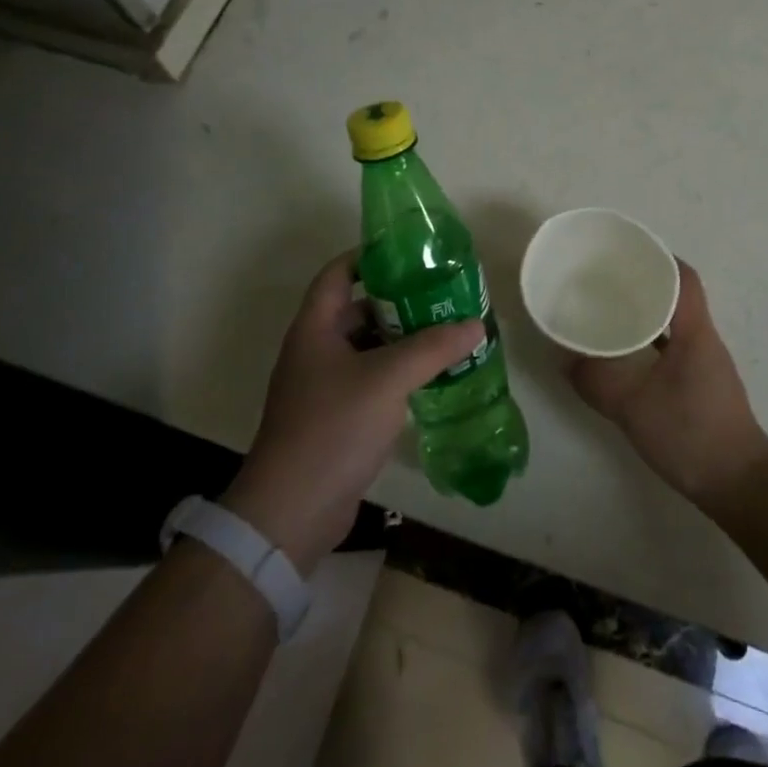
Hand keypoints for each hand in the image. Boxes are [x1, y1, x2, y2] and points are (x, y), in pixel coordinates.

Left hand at [221, 250, 485, 572]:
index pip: (339, 273)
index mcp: (315, 328)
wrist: (292, 511)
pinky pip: (370, 380)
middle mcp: (315, 350)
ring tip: (446, 332)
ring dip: (402, 340)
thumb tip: (475, 324)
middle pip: (358, 309)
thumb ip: (433, 347)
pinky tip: (431, 377)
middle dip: (399, 301)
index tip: (411, 254)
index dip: (370, 256)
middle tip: (442, 296)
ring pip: (367, 347)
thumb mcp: (388, 378)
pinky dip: (397, 373)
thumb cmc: (333, 427)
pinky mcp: (335, 418)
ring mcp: (323, 386)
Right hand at [568, 259, 767, 513]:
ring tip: (610, 311)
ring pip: (675, 323)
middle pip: (678, 295)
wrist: (740, 485)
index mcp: (694, 332)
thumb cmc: (691, 434)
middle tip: (607, 279)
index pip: (684, 278)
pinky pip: (673, 347)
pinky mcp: (702, 385)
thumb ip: (597, 382)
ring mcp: (706, 363)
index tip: (626, 252)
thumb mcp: (633, 407)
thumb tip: (564, 359)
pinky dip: (651, 341)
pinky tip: (626, 355)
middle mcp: (704, 340)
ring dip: (647, 313)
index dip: (659, 258)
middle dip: (645, 282)